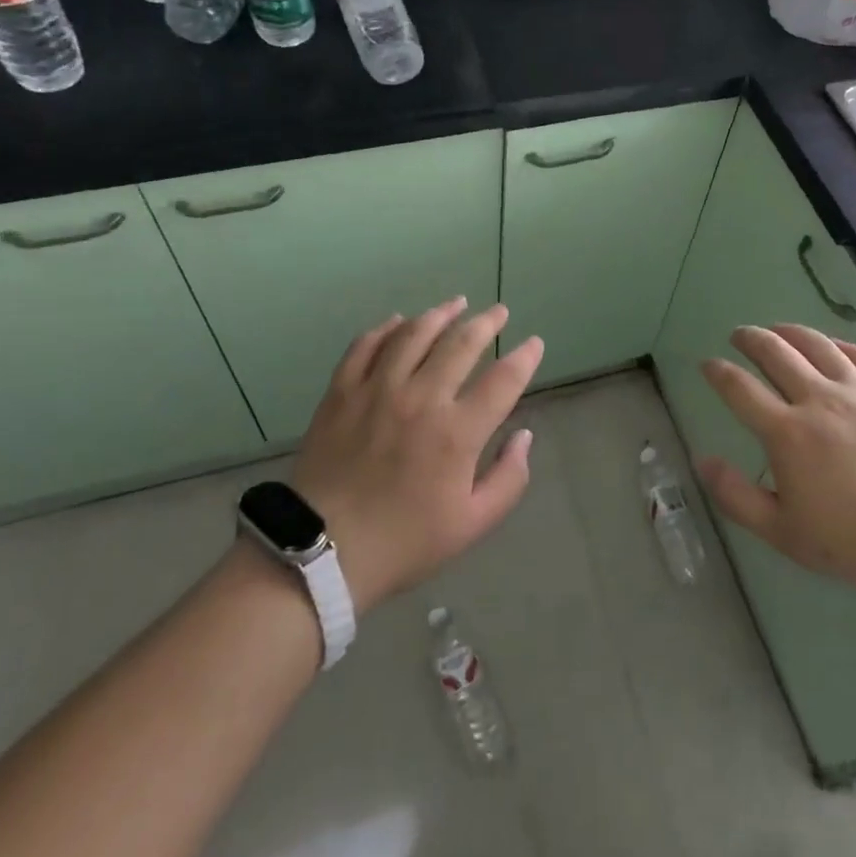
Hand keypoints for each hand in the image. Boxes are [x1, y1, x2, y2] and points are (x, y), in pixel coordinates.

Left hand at [291, 298, 543, 611]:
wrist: (321, 552)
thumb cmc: (403, 542)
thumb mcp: (471, 525)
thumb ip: (509, 478)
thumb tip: (525, 436)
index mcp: (457, 433)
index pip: (503, 380)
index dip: (524, 358)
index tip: (534, 344)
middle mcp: (421, 399)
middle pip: (460, 344)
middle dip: (486, 322)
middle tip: (499, 311)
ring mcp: (377, 390)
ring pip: (414, 334)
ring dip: (440, 314)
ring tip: (456, 303)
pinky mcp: (342, 392)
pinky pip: (366, 346)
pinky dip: (386, 328)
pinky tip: (399, 321)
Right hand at [696, 323, 855, 611]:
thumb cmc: (854, 543)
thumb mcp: (783, 533)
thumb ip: (736, 496)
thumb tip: (703, 461)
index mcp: (786, 434)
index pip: (740, 389)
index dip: (718, 372)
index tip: (708, 364)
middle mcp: (819, 400)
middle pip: (775, 353)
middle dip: (750, 339)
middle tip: (739, 336)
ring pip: (817, 345)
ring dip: (790, 332)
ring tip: (778, 330)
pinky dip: (839, 345)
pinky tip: (832, 347)